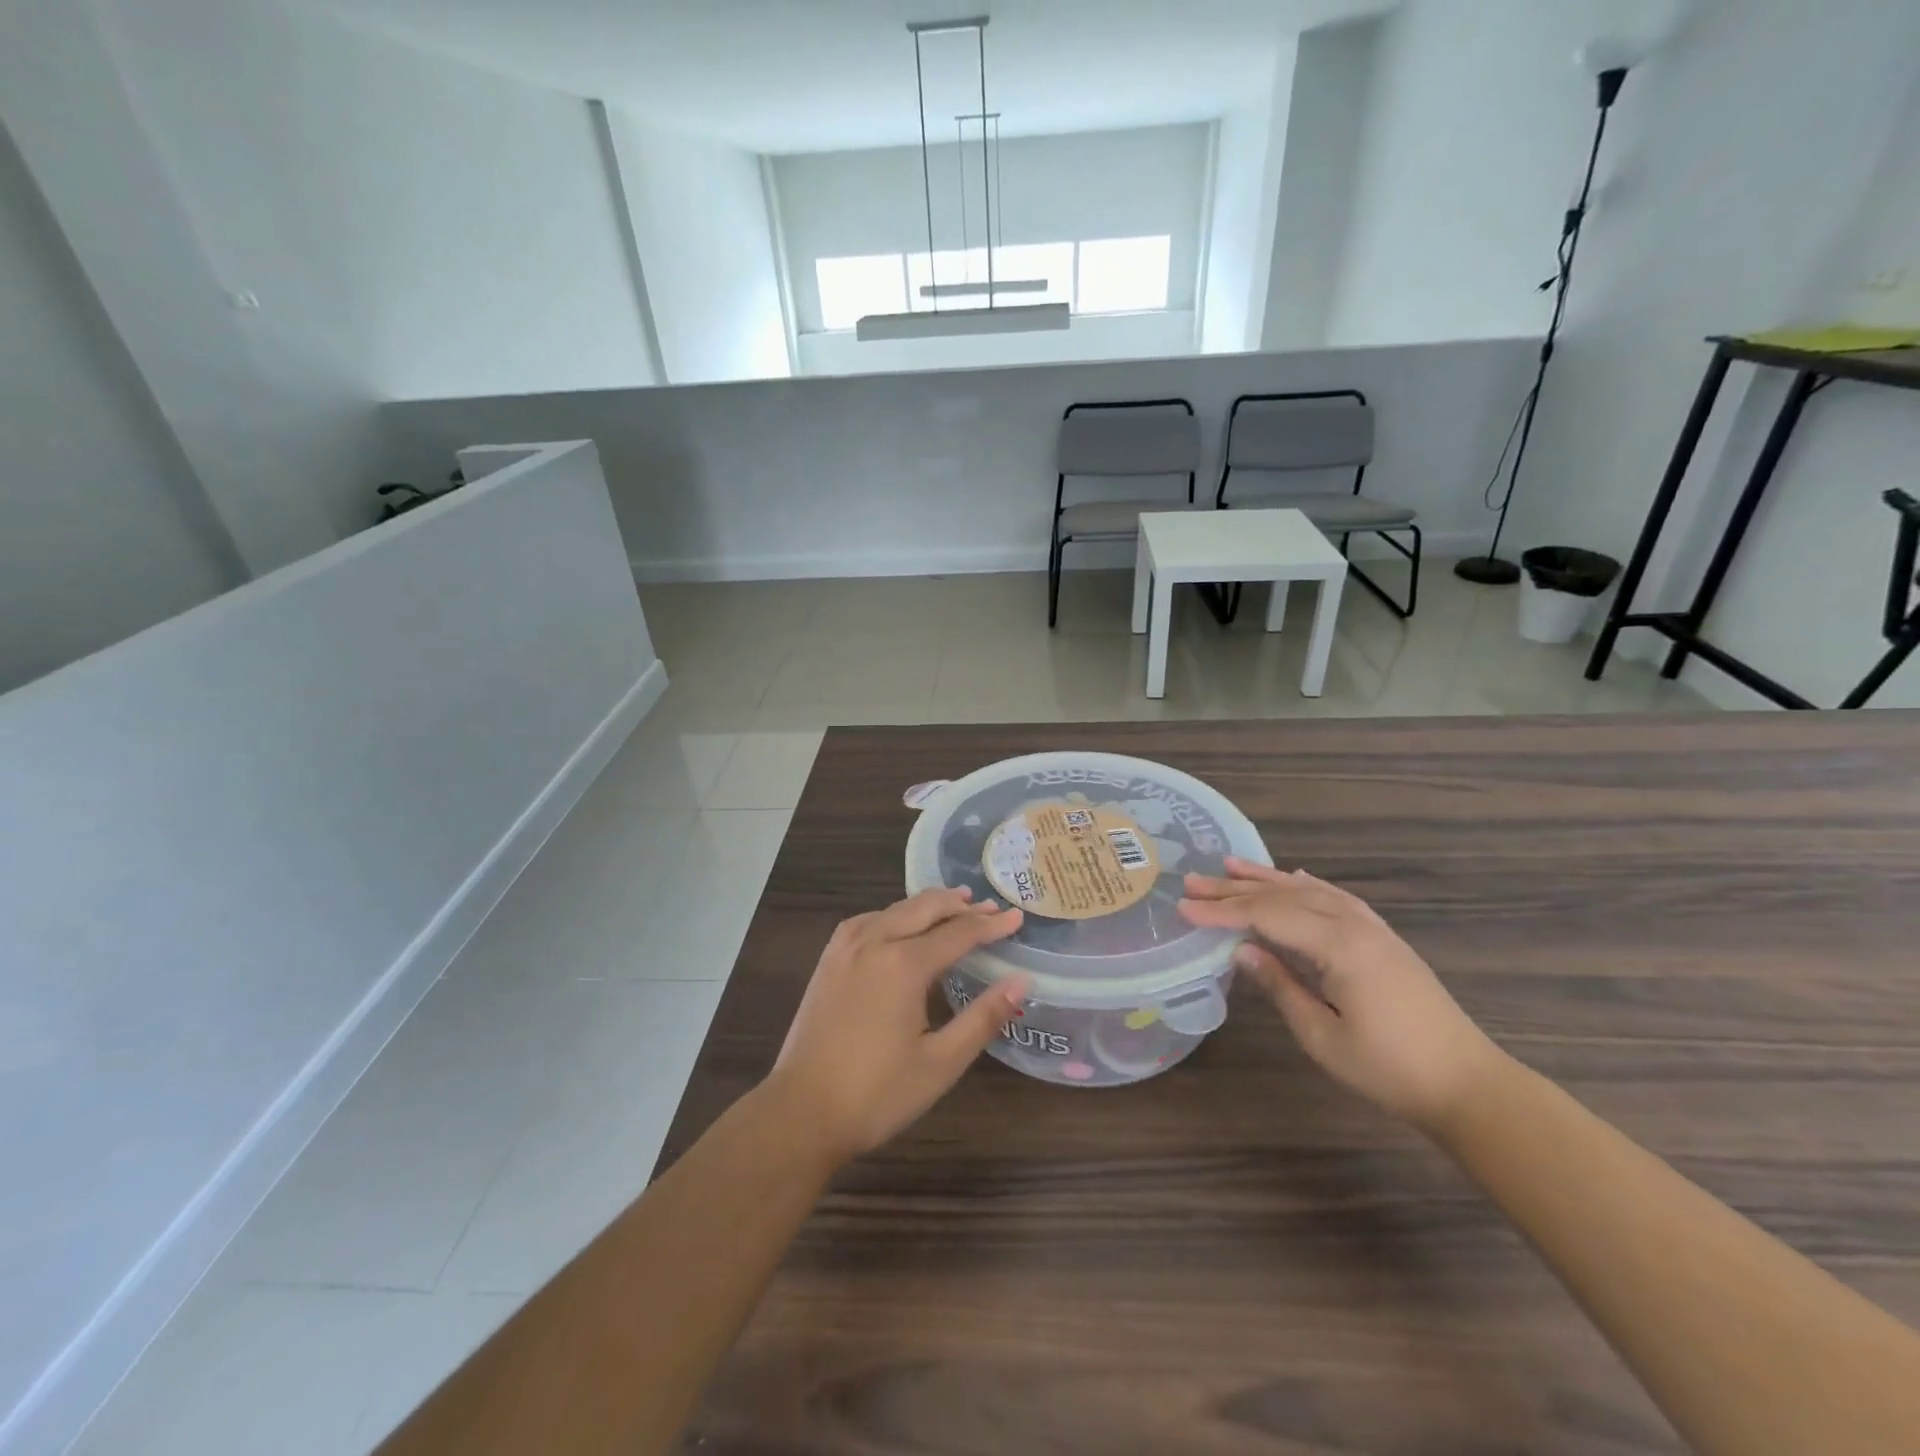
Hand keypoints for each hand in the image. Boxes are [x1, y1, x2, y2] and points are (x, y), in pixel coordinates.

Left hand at [766, 888, 1026, 1164]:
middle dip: (960, 905)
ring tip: (953, 905)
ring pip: (894, 909)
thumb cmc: (877, 1094)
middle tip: (989, 906)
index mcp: (904, 964)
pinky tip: (898, 923)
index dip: (990, 925)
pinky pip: (868, 920)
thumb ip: (983, 1017)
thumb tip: (1021, 982)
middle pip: (924, 908)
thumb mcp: (941, 1063)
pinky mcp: (828, 960)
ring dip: (927, 905)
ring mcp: (846, 948)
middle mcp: (874, 942)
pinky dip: (894, 913)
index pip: (958, 933)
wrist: (801, 1112)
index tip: (1016, 918)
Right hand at [1180, 859, 1504, 1130]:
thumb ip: (1280, 986)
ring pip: (1308, 891)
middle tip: (1192, 882)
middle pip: (1284, 896)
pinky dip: (1307, 885)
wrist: (1468, 1083)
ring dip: (1266, 878)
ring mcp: (1372, 928)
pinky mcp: (1383, 938)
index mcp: (1339, 946)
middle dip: (1234, 889)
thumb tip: (1240, 951)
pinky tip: (1294, 878)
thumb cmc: (1390, 1068)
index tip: (1184, 909)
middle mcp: (1354, 925)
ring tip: (1229, 866)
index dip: (1222, 912)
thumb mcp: (1322, 1035)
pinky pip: (1336, 898)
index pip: (1267, 916)